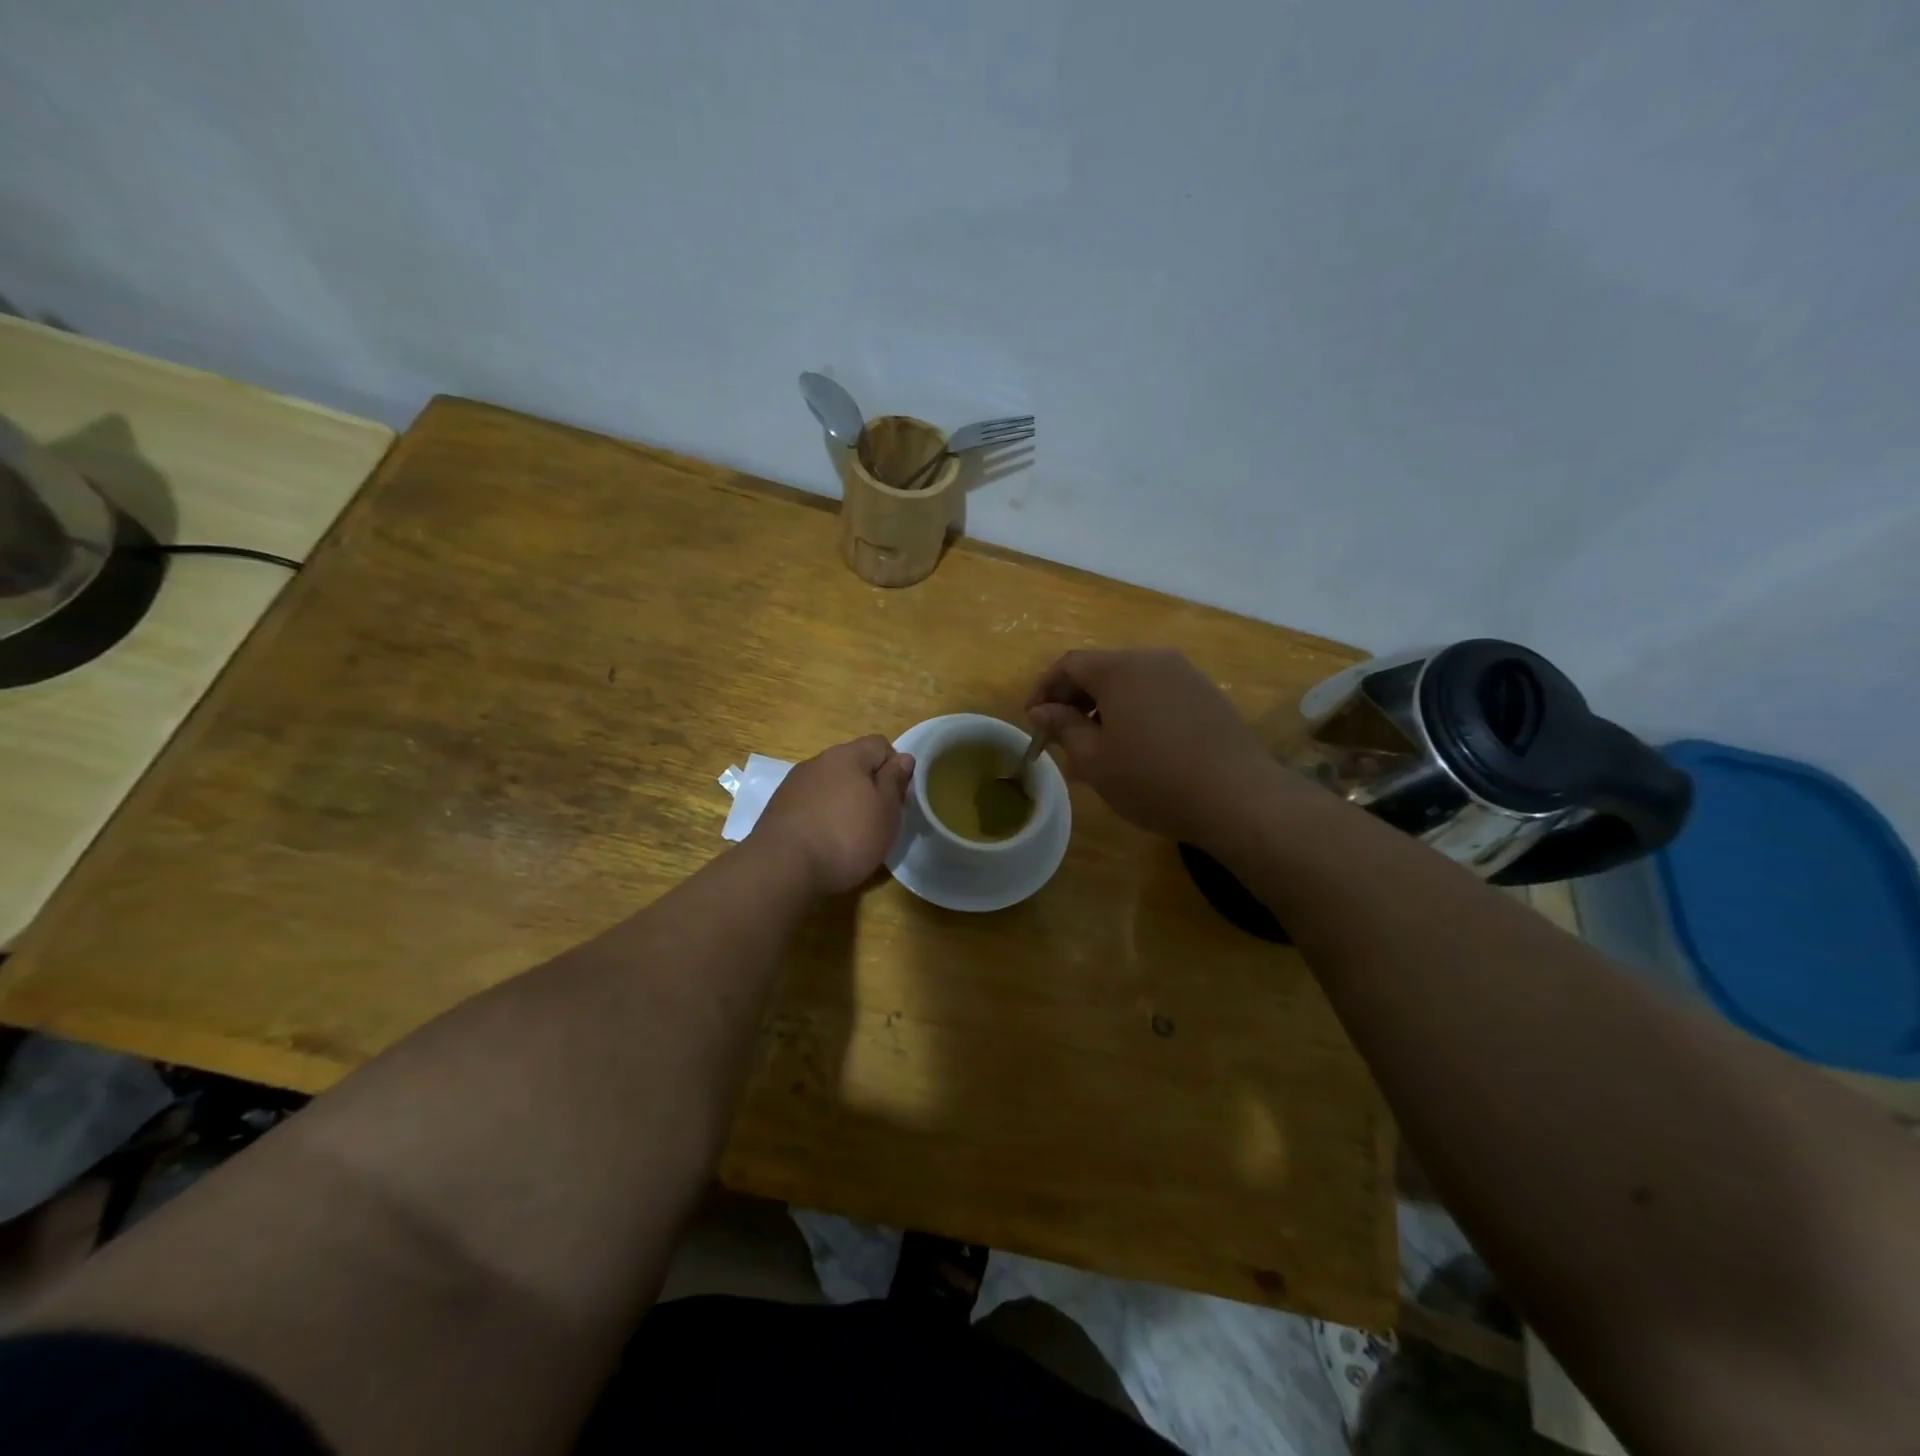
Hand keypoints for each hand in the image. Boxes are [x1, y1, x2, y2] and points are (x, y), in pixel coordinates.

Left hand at [752, 736, 915, 894]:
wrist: (782, 867)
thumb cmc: (846, 837)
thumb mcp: (885, 811)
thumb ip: (895, 781)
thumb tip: (903, 757)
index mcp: (847, 756)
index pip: (880, 744)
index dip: (894, 768)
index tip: (897, 799)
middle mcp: (818, 761)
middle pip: (853, 764)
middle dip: (868, 786)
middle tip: (877, 820)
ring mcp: (794, 783)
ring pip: (830, 784)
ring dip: (843, 801)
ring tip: (848, 834)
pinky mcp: (778, 807)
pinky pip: (810, 802)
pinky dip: (821, 815)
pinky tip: (823, 841)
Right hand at [1027, 648, 1290, 843]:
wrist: (1236, 796)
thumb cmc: (1152, 778)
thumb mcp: (1094, 760)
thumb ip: (1063, 727)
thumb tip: (1040, 711)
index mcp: (1119, 668)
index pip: (1068, 664)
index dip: (1043, 689)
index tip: (1033, 720)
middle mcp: (1152, 659)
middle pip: (1100, 668)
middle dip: (1073, 699)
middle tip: (1060, 735)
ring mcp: (1184, 673)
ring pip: (1129, 681)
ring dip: (1104, 706)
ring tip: (1096, 745)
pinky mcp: (1206, 693)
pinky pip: (1156, 692)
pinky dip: (1134, 710)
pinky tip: (1135, 745)